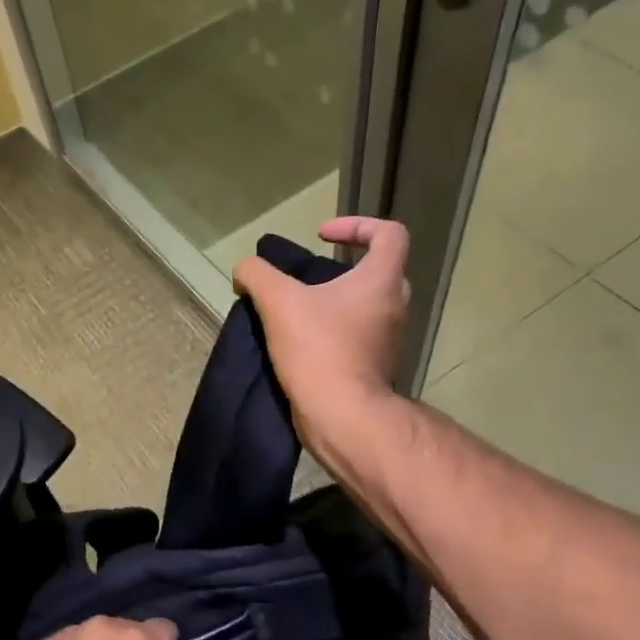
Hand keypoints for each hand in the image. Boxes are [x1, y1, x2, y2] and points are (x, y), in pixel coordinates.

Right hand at [232, 217, 410, 451]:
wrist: (341, 415)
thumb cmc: (319, 349)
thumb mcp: (278, 301)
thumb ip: (258, 275)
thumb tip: (245, 270)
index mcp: (382, 280)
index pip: (390, 233)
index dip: (357, 225)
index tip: (321, 237)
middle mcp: (394, 307)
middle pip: (381, 270)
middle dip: (347, 266)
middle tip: (313, 276)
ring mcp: (388, 340)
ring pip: (368, 307)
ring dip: (338, 302)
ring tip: (300, 311)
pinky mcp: (375, 368)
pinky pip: (358, 338)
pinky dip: (336, 332)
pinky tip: (302, 343)